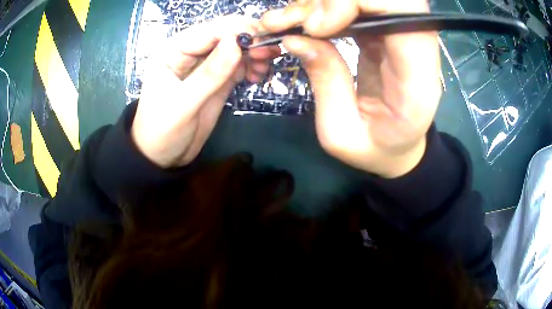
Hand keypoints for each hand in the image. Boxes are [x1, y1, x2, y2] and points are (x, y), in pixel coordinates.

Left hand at [131, 16, 279, 167]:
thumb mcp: (182, 104)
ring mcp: (205, 65)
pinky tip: (258, 75)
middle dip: (250, 40)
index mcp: (173, 51)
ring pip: (235, 48)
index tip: (263, 40)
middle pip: (225, 35)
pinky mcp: (217, 79)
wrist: (163, 156)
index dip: (237, 30)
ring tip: (265, 67)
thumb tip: (236, 43)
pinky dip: (252, 66)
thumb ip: (209, 74)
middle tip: (271, 53)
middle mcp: (190, 52)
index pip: (209, 30)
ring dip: (254, 52)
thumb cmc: (162, 131)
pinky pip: (238, 65)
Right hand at [261, 0, 441, 177]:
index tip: (315, 26)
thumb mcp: (341, 133)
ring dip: (323, 1)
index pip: (403, 11)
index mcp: (418, 79)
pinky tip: (305, 21)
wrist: (399, 148)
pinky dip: (326, 6)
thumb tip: (296, 38)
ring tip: (288, 21)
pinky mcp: (386, 31)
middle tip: (295, 21)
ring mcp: (403, 35)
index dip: (356, 1)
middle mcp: (418, 49)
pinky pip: (359, 4)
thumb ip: (325, 82)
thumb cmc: (376, 149)